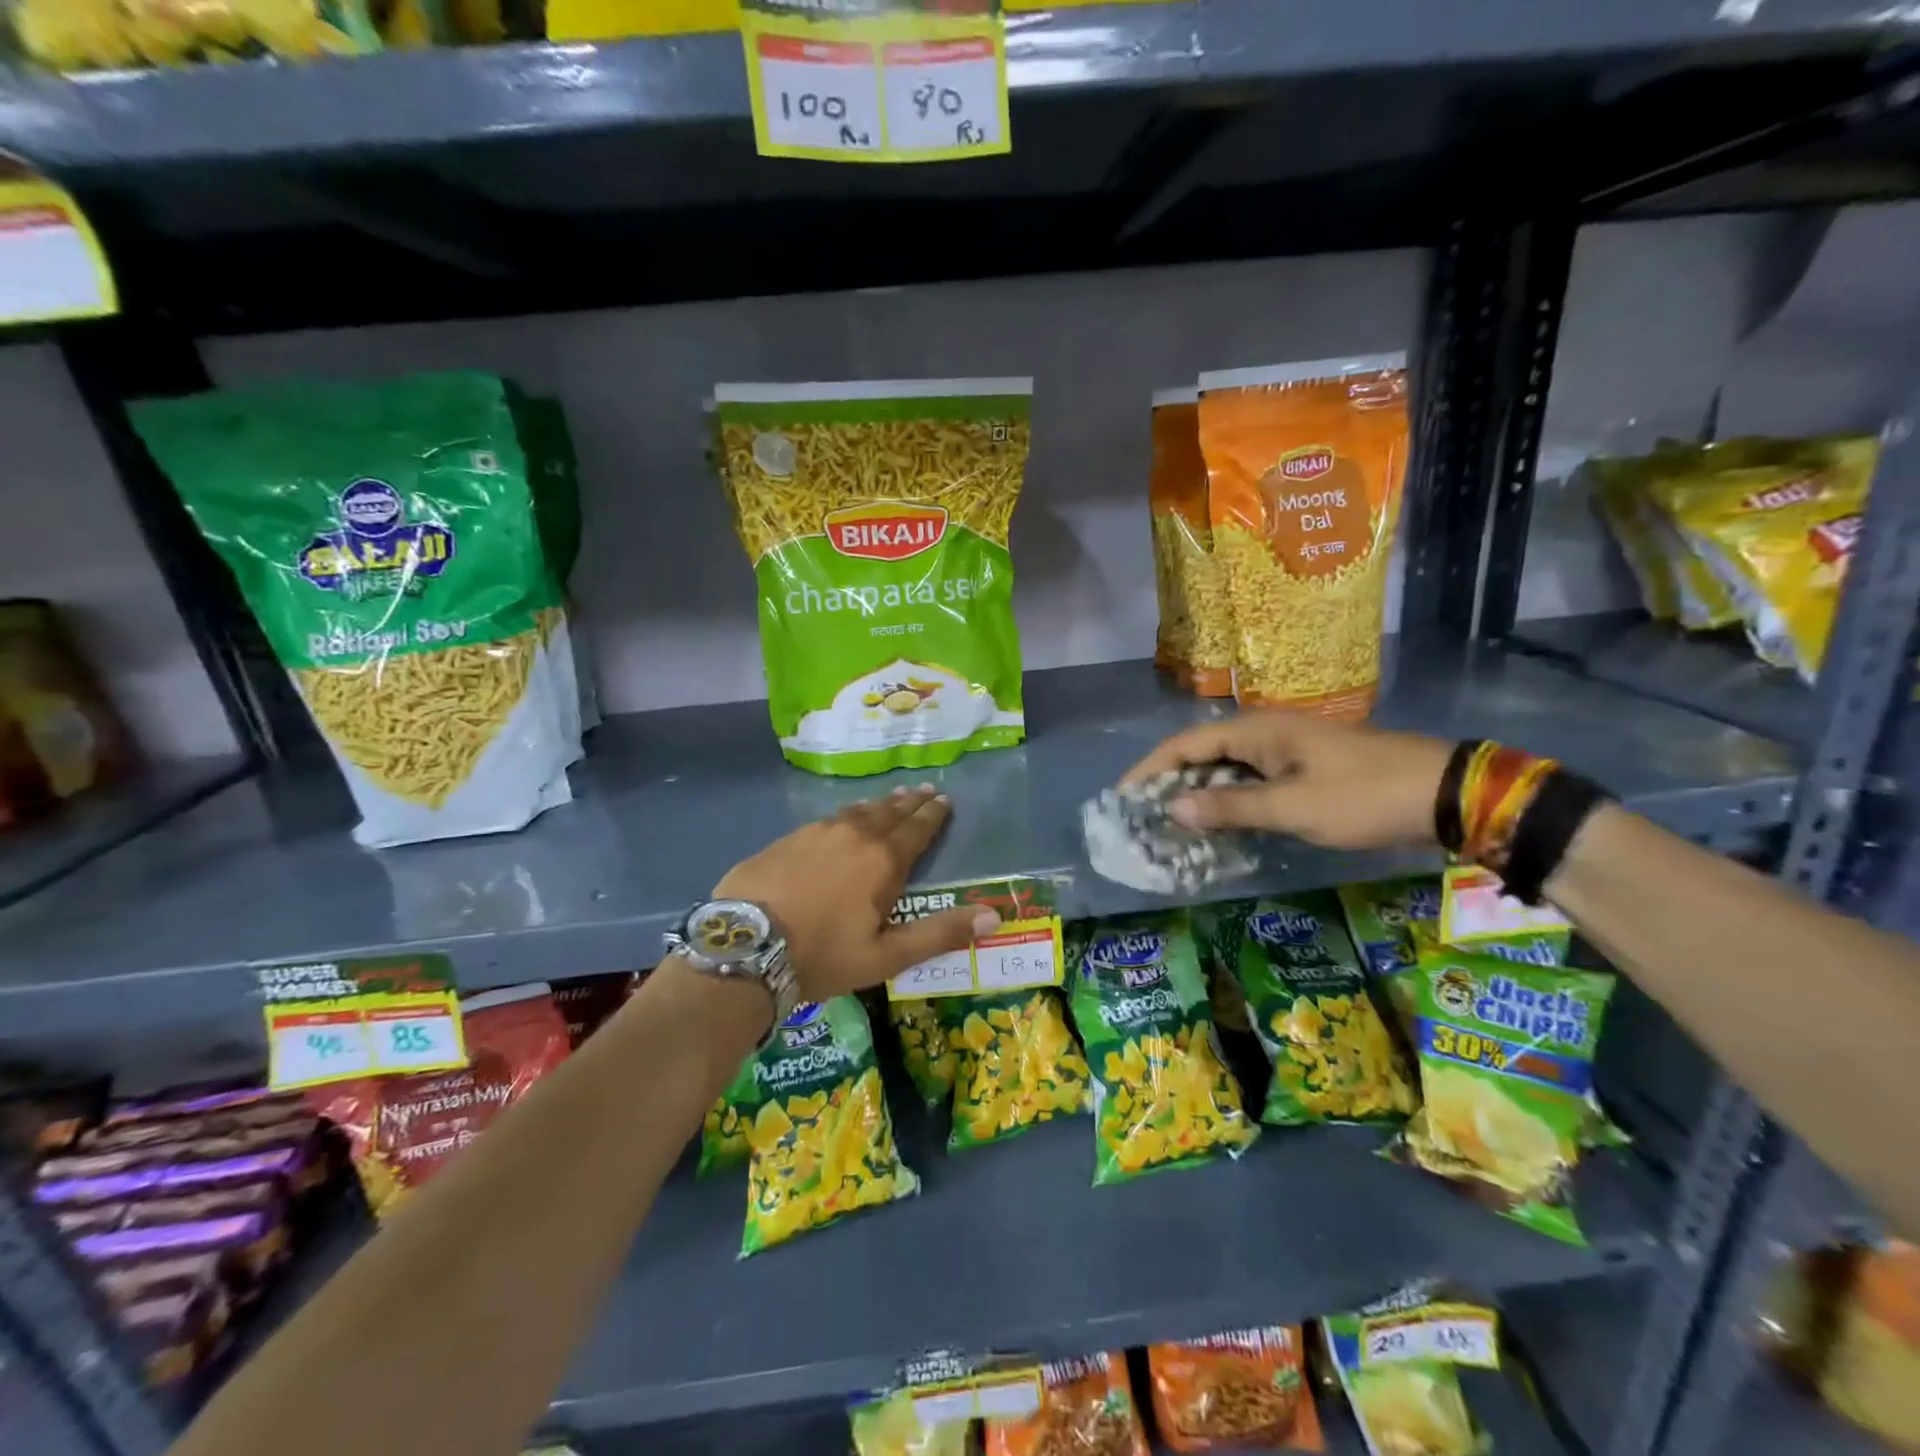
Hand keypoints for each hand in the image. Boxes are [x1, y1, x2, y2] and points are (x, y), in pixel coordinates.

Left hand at [713, 785, 1000, 1002]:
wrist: (745, 948)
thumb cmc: (822, 956)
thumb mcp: (886, 956)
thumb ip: (940, 934)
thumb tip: (993, 917)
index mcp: (882, 860)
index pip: (916, 829)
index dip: (933, 815)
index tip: (944, 800)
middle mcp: (853, 835)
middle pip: (889, 813)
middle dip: (910, 803)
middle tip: (925, 790)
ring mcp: (816, 833)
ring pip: (856, 811)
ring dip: (878, 805)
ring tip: (891, 799)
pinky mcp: (786, 839)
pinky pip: (827, 819)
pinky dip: (845, 815)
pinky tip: (843, 818)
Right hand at [1123, 711, 1452, 849]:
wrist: (1445, 795)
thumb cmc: (1363, 796)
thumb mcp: (1293, 806)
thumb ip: (1231, 807)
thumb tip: (1172, 808)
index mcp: (1257, 730)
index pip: (1185, 744)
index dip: (1150, 769)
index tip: (1123, 797)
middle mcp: (1266, 733)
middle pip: (1202, 754)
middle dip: (1171, 784)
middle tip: (1144, 819)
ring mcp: (1287, 751)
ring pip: (1227, 770)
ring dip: (1200, 795)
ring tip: (1173, 827)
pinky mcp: (1304, 770)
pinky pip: (1252, 783)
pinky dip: (1230, 802)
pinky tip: (1221, 827)